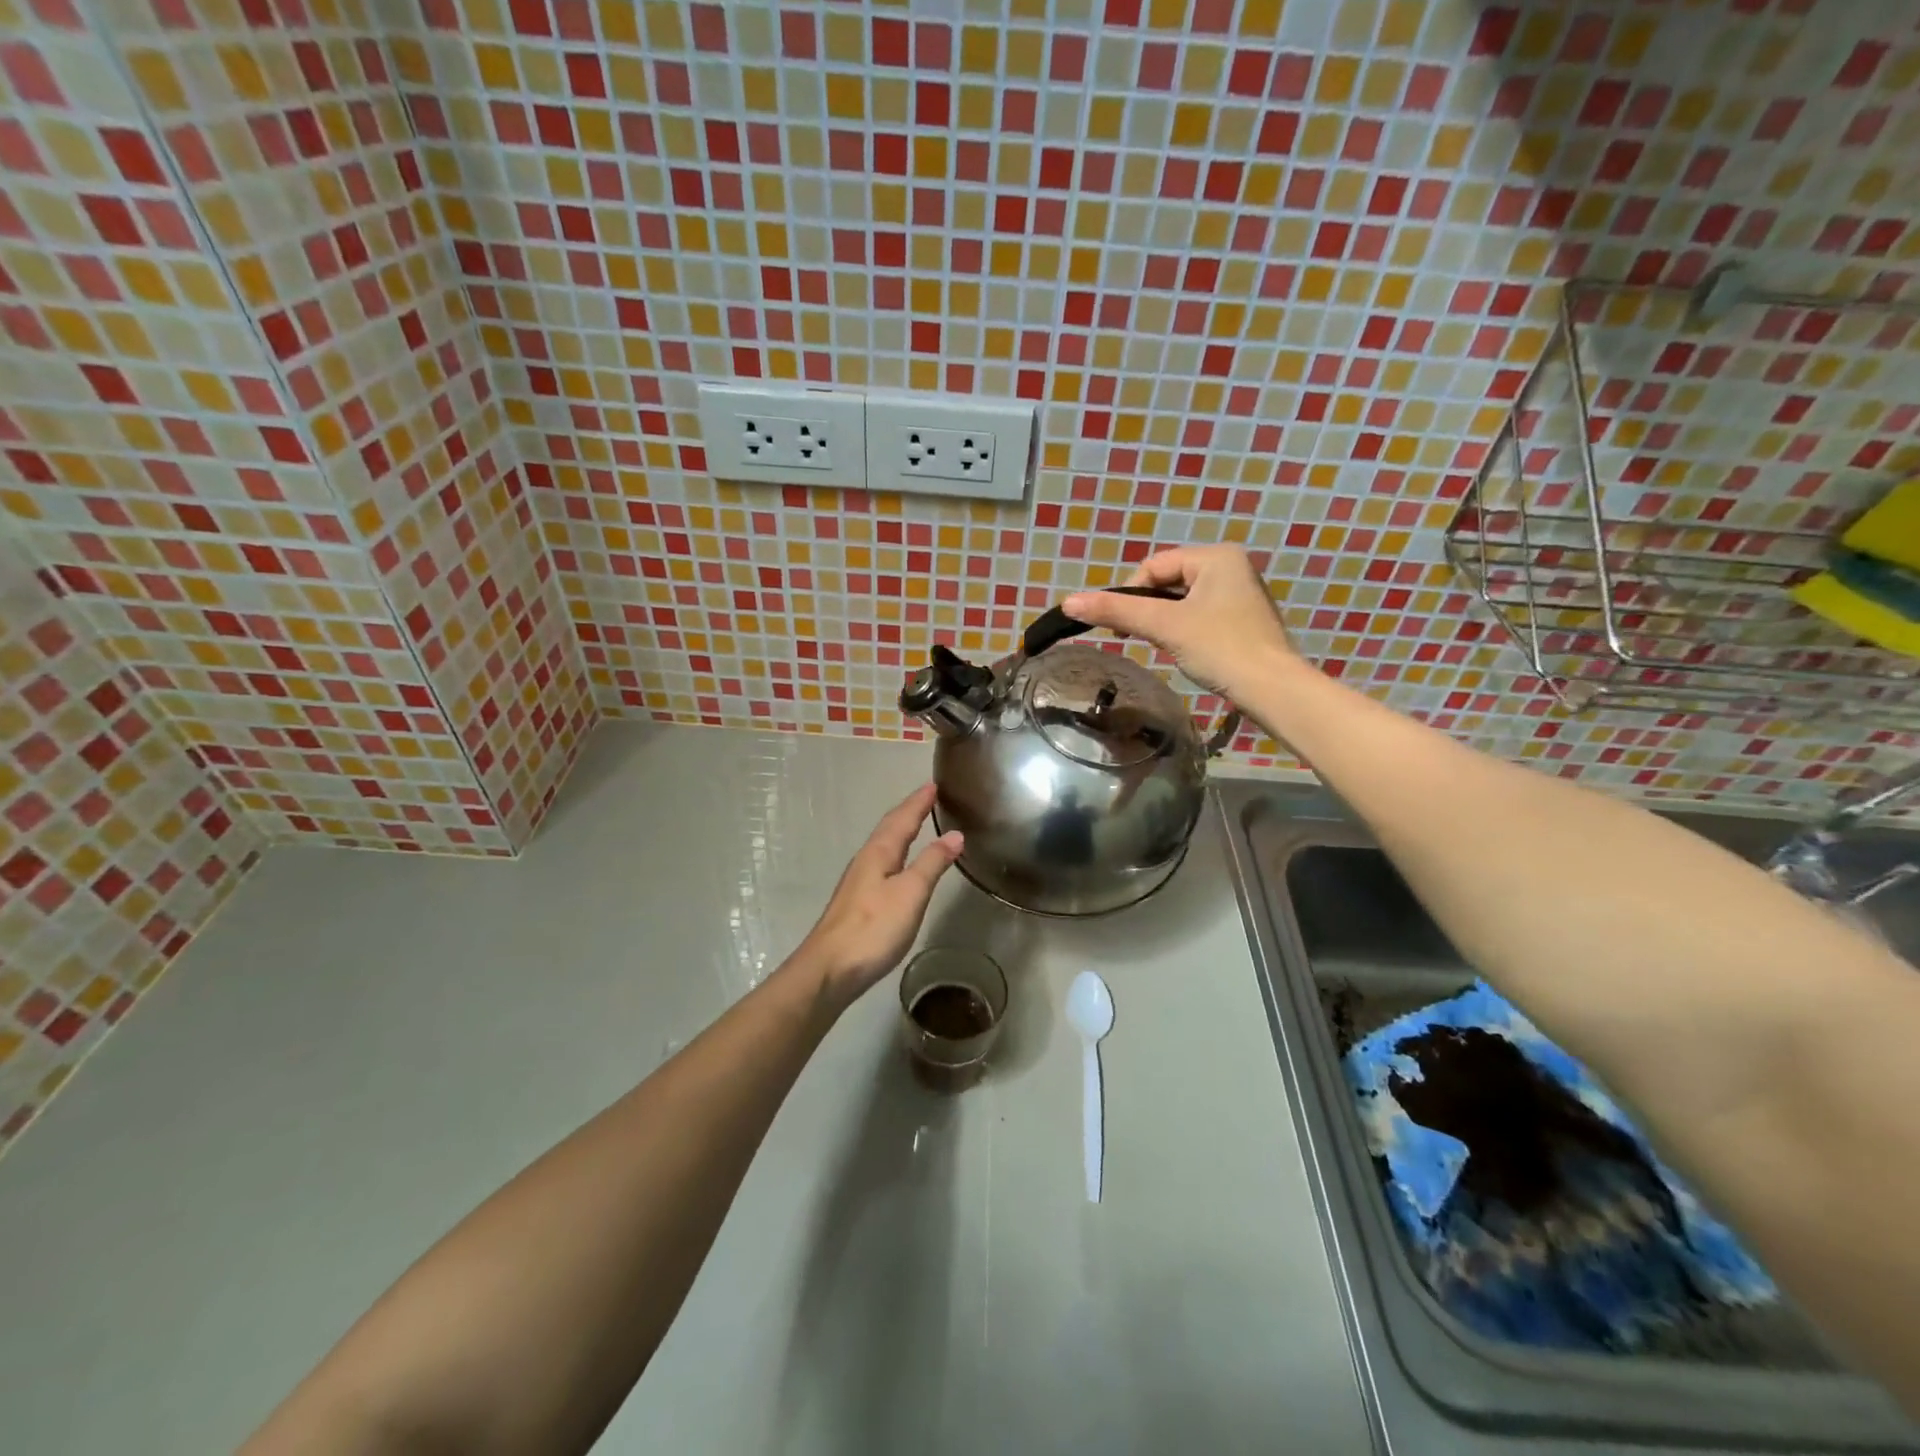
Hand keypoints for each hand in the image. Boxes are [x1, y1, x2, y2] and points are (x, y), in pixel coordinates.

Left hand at [794, 784, 963, 1006]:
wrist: (829, 970)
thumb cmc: (873, 928)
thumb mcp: (911, 893)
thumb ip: (932, 863)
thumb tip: (955, 835)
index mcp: (879, 853)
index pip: (902, 818)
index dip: (919, 801)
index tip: (934, 784)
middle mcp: (866, 860)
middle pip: (889, 828)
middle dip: (909, 811)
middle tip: (928, 797)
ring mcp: (858, 882)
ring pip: (883, 846)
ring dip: (901, 831)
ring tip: (917, 823)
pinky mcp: (857, 902)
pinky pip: (881, 863)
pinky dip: (896, 853)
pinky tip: (899, 865)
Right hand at [1062, 545, 1297, 699]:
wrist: (1272, 689)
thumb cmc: (1220, 648)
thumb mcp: (1164, 626)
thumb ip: (1116, 611)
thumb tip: (1068, 603)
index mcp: (1216, 556)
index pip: (1153, 565)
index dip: (1128, 593)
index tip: (1119, 628)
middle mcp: (1231, 566)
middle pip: (1167, 581)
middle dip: (1146, 608)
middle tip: (1134, 638)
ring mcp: (1240, 593)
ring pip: (1182, 599)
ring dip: (1162, 620)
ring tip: (1158, 645)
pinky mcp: (1242, 619)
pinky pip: (1199, 614)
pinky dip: (1182, 628)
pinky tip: (1182, 649)